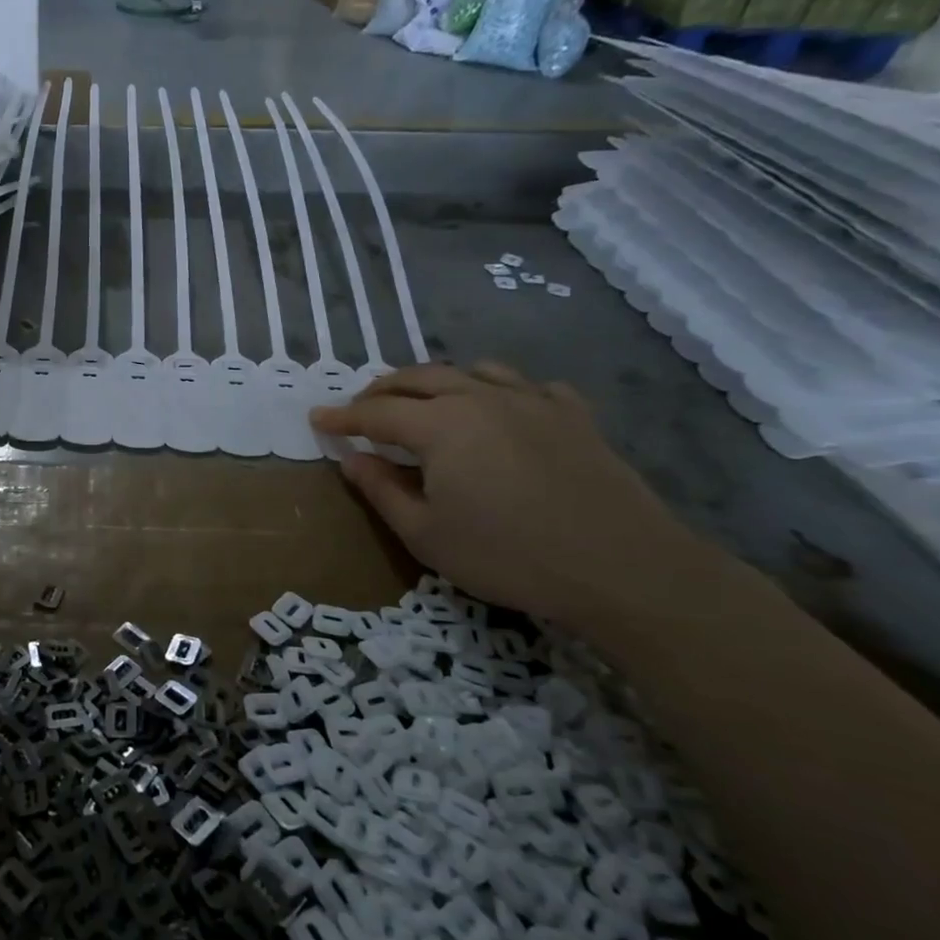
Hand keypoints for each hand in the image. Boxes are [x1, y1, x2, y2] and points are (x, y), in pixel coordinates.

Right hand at [311, 363, 712, 631]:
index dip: (342, 416)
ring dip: (437, 381)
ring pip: (472, 371)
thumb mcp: (426, 535)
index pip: (376, 412)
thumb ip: (382, 491)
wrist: (623, 569)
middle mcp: (480, 398)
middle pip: (419, 378)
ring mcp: (533, 401)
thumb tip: (352, 459)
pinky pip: (527, 386)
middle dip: (381, 390)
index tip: (317, 418)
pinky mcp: (574, 415)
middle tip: (360, 409)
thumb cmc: (509, 556)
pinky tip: (502, 410)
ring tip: (424, 401)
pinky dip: (499, 391)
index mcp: (440, 425)